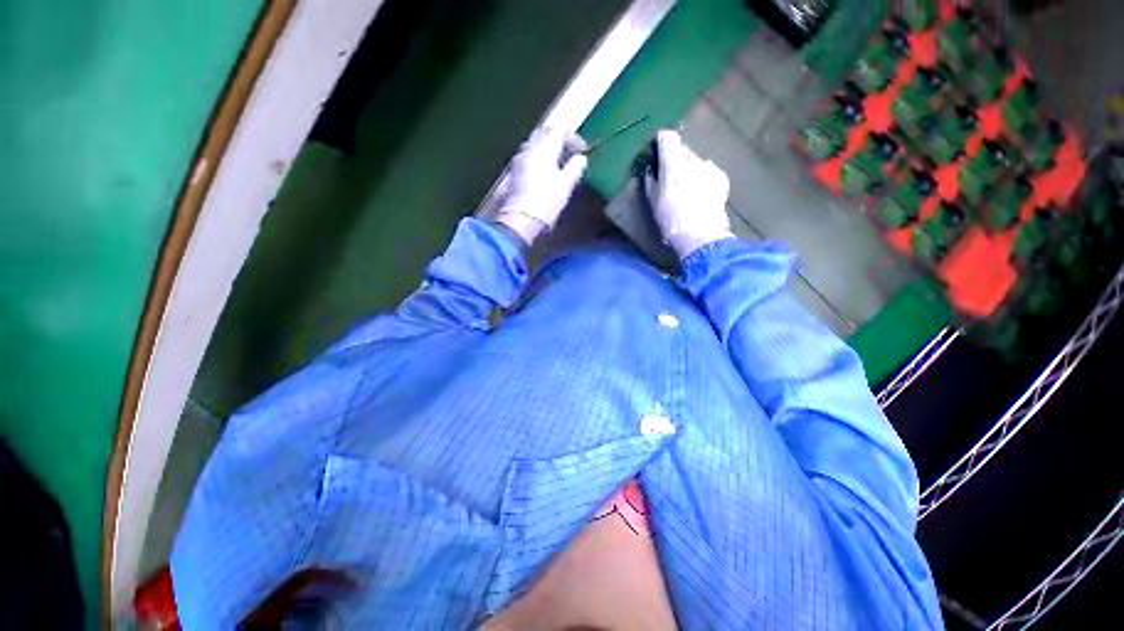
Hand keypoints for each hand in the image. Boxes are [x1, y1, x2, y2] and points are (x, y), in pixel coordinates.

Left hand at [496, 127, 587, 244]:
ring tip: (559, 162)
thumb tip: (581, 158)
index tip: (583, 151)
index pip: (560, 131)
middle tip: (571, 152)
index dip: (574, 138)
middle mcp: (530, 147)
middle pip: (545, 133)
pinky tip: (546, 171)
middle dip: (559, 139)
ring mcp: (520, 158)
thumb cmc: (547, 200)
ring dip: (548, 148)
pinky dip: (540, 157)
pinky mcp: (515, 171)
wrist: (521, 219)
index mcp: (544, 147)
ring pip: (536, 143)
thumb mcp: (566, 184)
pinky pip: (529, 155)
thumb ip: (575, 167)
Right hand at [644, 130, 733, 258]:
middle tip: (669, 176)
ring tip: (685, 189)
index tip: (656, 151)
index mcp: (673, 163)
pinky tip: (699, 194)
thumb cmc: (671, 220)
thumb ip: (651, 181)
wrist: (700, 235)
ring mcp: (709, 167)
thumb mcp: (653, 202)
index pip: (668, 137)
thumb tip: (651, 170)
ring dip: (688, 169)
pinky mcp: (721, 177)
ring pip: (695, 161)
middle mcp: (693, 159)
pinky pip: (708, 171)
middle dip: (674, 159)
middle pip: (682, 149)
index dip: (660, 141)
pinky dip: (702, 177)